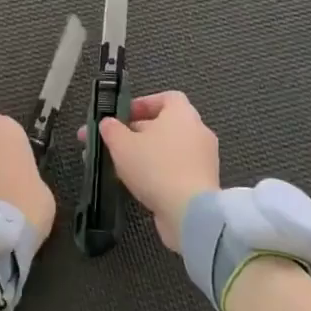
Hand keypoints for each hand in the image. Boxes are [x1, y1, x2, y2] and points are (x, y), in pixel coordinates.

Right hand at [78, 91, 219, 252]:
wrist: (190, 212)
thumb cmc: (155, 167)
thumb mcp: (121, 144)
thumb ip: (111, 129)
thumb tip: (107, 123)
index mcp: (182, 113)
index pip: (166, 98)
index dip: (142, 104)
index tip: (122, 117)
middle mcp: (197, 131)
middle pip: (164, 125)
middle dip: (135, 133)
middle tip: (111, 143)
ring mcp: (203, 159)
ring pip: (167, 150)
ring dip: (144, 155)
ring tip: (117, 166)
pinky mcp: (203, 183)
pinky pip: (175, 170)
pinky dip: (157, 173)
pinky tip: (136, 184)